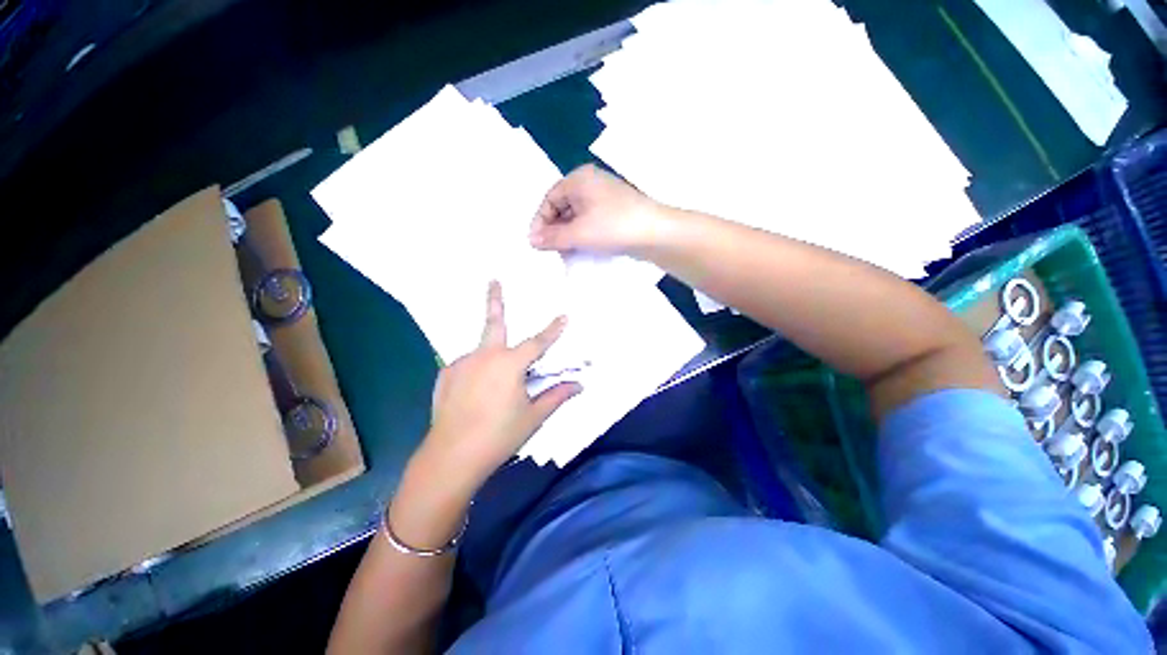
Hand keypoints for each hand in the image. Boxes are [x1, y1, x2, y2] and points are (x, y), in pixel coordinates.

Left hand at [421, 281, 582, 491]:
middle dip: (495, 299)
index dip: (553, 330)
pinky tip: (476, 392)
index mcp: (509, 364)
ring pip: (482, 351)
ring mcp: (461, 363)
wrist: (451, 457)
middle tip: (493, 279)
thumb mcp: (533, 416)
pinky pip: (467, 365)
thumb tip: (579, 385)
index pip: (538, 342)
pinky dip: (476, 371)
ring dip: (491, 356)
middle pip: (493, 323)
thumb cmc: (499, 435)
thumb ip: (556, 396)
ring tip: (493, 384)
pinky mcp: (446, 375)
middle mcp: (484, 356)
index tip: (563, 316)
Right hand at [529, 164, 667, 254]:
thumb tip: (531, 241)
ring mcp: (605, 198)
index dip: (540, 221)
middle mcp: (591, 184)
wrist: (656, 234)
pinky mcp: (615, 212)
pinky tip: (582, 250)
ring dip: (568, 236)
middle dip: (555, 230)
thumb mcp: (578, 233)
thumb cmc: (613, 227)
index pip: (550, 199)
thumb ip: (552, 237)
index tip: (536, 243)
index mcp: (580, 179)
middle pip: (563, 207)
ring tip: (566, 254)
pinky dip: (583, 236)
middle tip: (551, 251)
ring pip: (577, 217)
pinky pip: (591, 222)